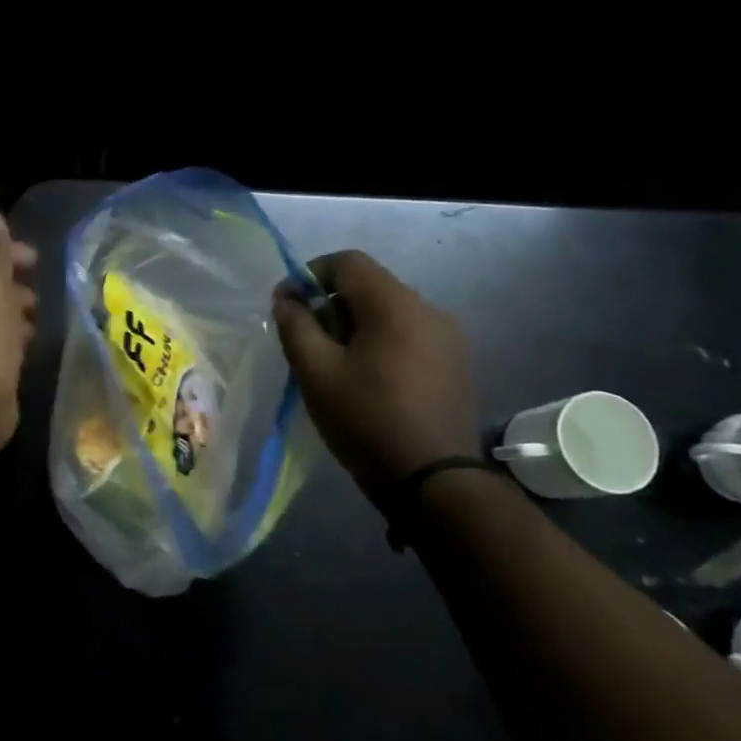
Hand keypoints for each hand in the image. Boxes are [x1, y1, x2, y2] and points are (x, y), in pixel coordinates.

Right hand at [272, 250, 477, 501]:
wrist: (433, 479)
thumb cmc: (366, 419)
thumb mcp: (316, 372)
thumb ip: (296, 326)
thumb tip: (286, 298)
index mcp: (394, 305)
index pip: (347, 262)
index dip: (309, 275)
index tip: (287, 307)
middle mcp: (428, 309)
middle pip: (369, 285)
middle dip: (330, 303)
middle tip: (306, 341)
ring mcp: (447, 336)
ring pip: (389, 310)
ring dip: (354, 324)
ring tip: (334, 363)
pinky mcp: (454, 361)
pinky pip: (408, 333)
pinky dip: (380, 341)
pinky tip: (367, 378)